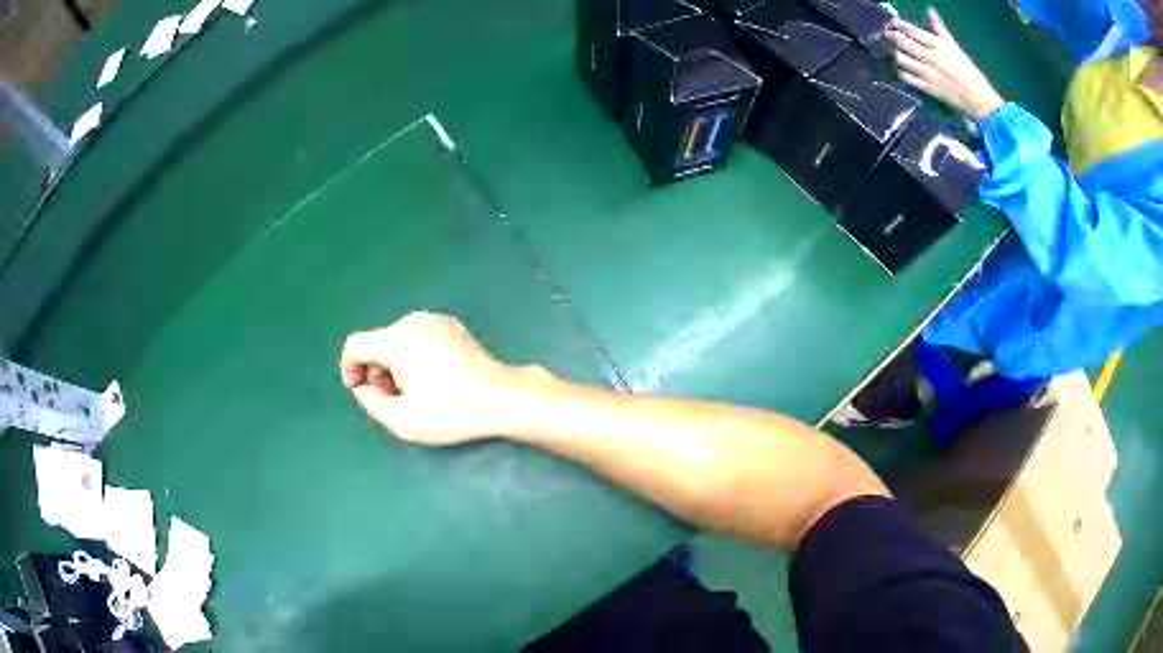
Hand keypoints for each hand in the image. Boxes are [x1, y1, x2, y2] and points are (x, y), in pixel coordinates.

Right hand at [340, 312, 538, 445]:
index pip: (356, 345)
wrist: (502, 398)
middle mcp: (413, 321)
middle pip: (378, 342)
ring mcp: (435, 320)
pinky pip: (417, 337)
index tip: (359, 390)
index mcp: (397, 340)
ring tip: (411, 392)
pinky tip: (430, 379)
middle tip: (390, 399)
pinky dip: (412, 355)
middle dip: (376, 370)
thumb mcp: (403, 420)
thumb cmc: (451, 412)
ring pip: (397, 339)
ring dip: (394, 364)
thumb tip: (363, 387)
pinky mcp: (452, 326)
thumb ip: (371, 403)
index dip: (349, 367)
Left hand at [885, 8, 1004, 119]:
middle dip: (891, 36)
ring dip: (893, 52)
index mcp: (938, 45)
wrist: (977, 97)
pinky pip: (907, 77)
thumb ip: (940, 28)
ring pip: (902, 59)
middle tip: (886, 34)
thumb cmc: (968, 70)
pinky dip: (900, 71)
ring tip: (890, 49)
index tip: (893, 23)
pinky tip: (899, 67)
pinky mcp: (928, 88)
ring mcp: (928, 73)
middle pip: (903, 43)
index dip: (899, 24)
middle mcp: (930, 57)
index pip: (913, 31)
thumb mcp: (954, 46)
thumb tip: (930, 10)